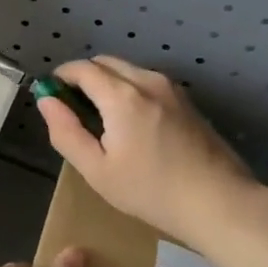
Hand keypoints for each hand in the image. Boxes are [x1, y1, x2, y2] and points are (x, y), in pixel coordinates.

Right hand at [36, 56, 267, 245]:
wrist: (221, 203)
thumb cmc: (152, 191)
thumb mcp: (98, 170)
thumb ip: (66, 132)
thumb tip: (46, 100)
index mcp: (121, 95)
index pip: (81, 68)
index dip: (61, 77)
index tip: (52, 97)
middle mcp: (146, 80)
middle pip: (104, 63)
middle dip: (84, 78)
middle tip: (76, 111)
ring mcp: (171, 88)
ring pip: (127, 70)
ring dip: (108, 83)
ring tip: (104, 121)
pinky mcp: (187, 101)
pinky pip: (147, 82)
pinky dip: (129, 90)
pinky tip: (134, 126)